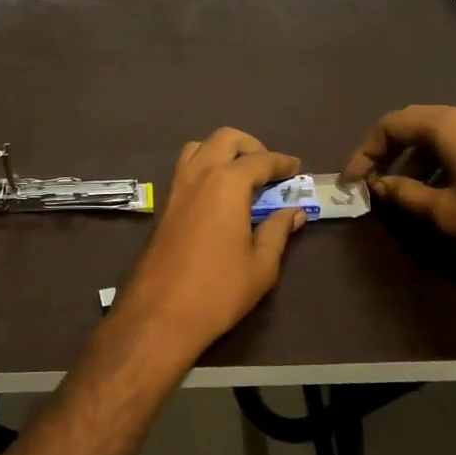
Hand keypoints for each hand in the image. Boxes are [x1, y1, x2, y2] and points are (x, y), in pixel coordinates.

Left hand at [108, 128, 306, 363]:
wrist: (159, 315)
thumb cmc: (218, 291)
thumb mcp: (261, 265)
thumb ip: (278, 231)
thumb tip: (293, 212)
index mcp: (226, 184)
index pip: (260, 160)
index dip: (282, 162)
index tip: (296, 167)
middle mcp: (198, 175)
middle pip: (225, 139)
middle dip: (250, 146)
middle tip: (268, 169)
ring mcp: (175, 188)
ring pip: (198, 148)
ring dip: (221, 152)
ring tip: (241, 177)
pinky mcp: (163, 206)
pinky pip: (185, 169)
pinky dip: (204, 168)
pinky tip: (218, 196)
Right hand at [341, 104, 455, 261]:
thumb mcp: (446, 212)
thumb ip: (405, 195)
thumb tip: (378, 186)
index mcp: (446, 125)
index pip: (389, 125)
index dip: (365, 151)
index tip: (354, 181)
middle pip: (412, 122)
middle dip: (387, 150)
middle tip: (373, 180)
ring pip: (436, 132)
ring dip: (414, 157)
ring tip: (405, 190)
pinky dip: (438, 158)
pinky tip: (441, 187)